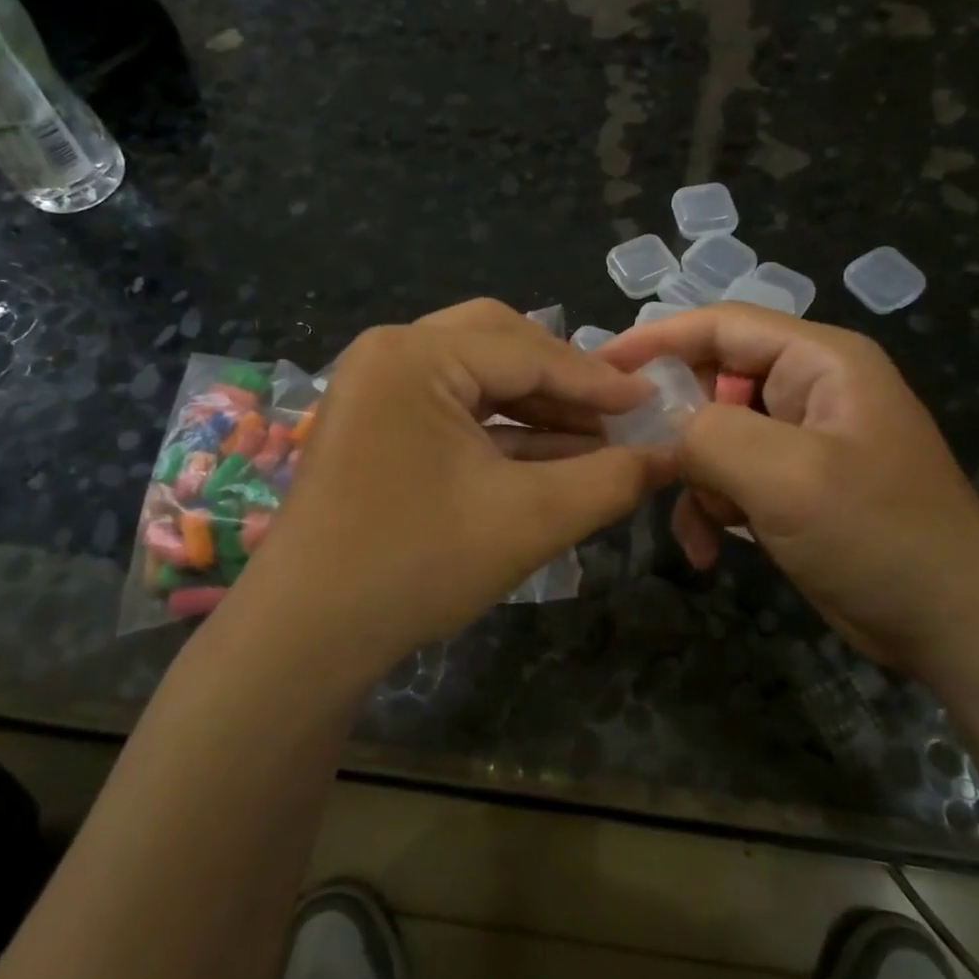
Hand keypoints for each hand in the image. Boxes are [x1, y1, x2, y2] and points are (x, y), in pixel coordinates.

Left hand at [228, 300, 677, 674]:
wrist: (307, 635)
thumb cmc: (417, 564)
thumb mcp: (530, 519)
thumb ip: (610, 480)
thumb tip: (671, 455)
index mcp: (416, 354)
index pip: (528, 351)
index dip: (597, 380)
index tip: (653, 400)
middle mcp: (389, 352)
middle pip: (499, 344)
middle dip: (562, 381)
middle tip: (615, 413)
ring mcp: (375, 386)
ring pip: (476, 374)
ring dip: (535, 405)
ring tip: (593, 440)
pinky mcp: (374, 421)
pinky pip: (452, 406)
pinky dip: (501, 428)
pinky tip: (549, 456)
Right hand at [601, 305, 978, 672]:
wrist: (956, 627)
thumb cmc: (880, 535)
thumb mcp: (788, 477)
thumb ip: (711, 435)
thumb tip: (662, 427)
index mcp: (820, 360)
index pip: (721, 324)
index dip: (655, 339)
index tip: (597, 366)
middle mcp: (809, 388)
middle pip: (713, 380)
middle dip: (676, 425)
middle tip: (634, 459)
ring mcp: (802, 439)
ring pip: (714, 435)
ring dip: (694, 479)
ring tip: (695, 525)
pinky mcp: (794, 485)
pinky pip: (731, 477)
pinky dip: (711, 508)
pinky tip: (708, 550)